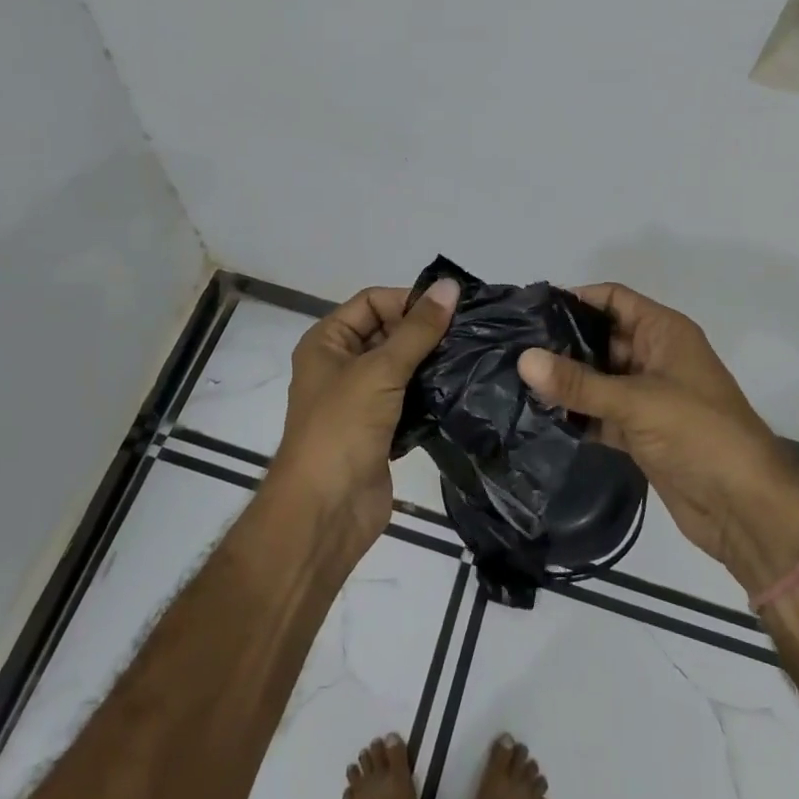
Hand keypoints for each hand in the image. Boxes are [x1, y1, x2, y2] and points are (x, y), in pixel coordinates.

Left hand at [271, 279, 459, 542]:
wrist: (325, 512)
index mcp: (327, 342)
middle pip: (388, 332)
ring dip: (432, 363)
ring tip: (473, 357)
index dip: (408, 301)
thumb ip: (418, 329)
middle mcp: (341, 365)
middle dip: (425, 332)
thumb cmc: (342, 429)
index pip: (372, 302)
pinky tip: (462, 390)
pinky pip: (410, 400)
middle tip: (471, 332)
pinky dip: (431, 394)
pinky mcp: (381, 430)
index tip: (451, 310)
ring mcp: (361, 400)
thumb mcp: (380, 370)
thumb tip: (450, 285)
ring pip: (402, 367)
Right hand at [518, 283, 798, 584]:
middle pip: (601, 338)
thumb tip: (523, 358)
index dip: (576, 299)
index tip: (530, 309)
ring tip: (515, 380)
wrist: (744, 508)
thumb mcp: (637, 401)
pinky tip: (538, 417)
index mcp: (664, 333)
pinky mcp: (640, 432)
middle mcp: (654, 357)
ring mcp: (647, 397)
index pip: (614, 299)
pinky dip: (575, 415)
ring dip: (565, 382)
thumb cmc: (699, 434)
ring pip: (598, 378)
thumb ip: (578, 382)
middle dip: (561, 343)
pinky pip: (600, 413)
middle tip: (512, 348)